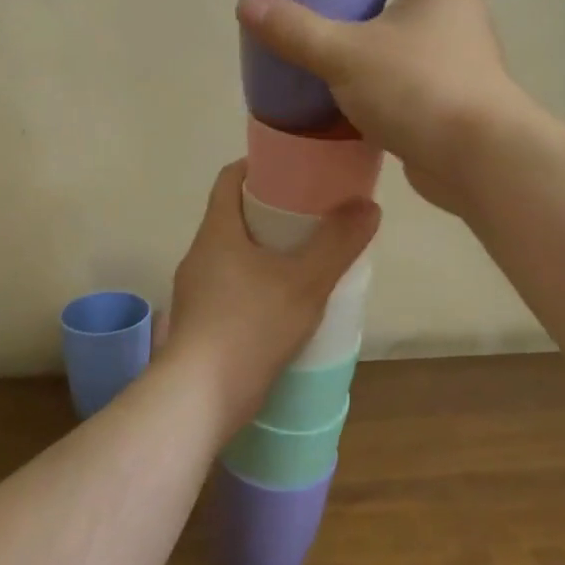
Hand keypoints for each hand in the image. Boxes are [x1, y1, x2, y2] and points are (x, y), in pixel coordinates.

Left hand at [163, 161, 378, 437]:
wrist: (199, 398)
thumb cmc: (250, 326)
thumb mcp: (305, 282)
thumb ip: (338, 243)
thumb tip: (367, 205)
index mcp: (217, 231)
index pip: (230, 178)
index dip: (259, 166)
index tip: (295, 169)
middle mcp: (200, 254)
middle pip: (234, 215)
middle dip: (272, 210)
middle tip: (313, 214)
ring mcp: (197, 291)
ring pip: (234, 254)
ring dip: (266, 250)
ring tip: (306, 257)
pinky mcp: (201, 323)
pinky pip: (232, 286)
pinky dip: (259, 282)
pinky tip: (286, 302)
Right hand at [235, 0, 530, 213]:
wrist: (479, 160)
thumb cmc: (418, 88)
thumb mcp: (346, 54)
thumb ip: (296, 29)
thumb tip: (247, 4)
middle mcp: (457, 6)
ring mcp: (458, 49)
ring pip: (413, 16)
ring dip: (378, 13)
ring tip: (333, 21)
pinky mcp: (451, 87)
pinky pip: (412, 56)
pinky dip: (383, 54)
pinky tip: (350, 72)